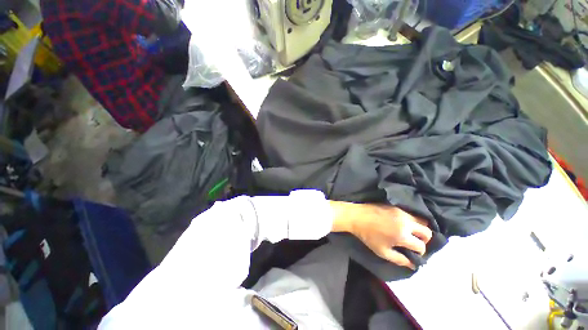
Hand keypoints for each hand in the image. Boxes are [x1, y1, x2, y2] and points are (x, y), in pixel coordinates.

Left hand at [331, 202, 431, 269]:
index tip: (413, 253)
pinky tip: (404, 223)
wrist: (357, 216)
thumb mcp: (382, 251)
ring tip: (410, 232)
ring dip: (420, 228)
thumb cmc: (368, 235)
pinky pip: (411, 213)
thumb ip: (400, 260)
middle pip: (427, 232)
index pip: (421, 246)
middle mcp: (406, 222)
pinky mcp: (396, 206)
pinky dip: (412, 219)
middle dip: (424, 240)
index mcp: (403, 235)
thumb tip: (413, 265)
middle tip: (415, 242)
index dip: (419, 252)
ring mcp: (401, 212)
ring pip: (421, 220)